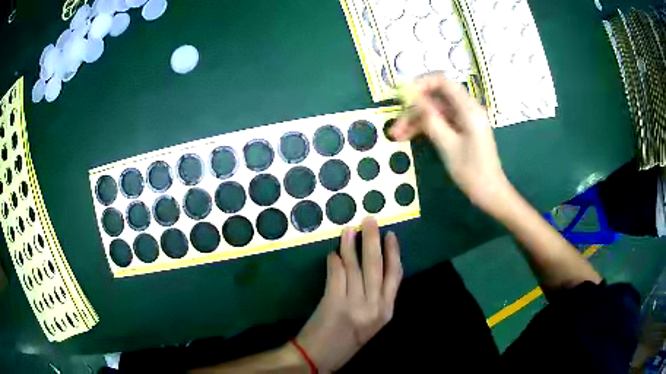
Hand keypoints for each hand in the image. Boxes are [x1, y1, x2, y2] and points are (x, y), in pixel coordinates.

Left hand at [294, 217, 402, 372]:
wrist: (319, 358)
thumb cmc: (346, 342)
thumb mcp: (370, 324)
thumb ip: (375, 299)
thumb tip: (368, 267)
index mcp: (386, 312)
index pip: (395, 276)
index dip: (394, 253)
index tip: (391, 235)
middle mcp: (374, 307)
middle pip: (377, 266)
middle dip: (373, 240)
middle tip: (370, 219)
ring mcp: (354, 305)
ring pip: (355, 267)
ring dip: (350, 245)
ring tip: (349, 229)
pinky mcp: (334, 303)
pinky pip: (336, 274)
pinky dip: (334, 261)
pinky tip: (333, 253)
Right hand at [391, 74, 510, 211]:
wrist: (489, 193)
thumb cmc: (471, 171)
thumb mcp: (447, 145)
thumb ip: (430, 118)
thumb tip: (412, 97)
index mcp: (468, 109)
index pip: (443, 82)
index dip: (421, 84)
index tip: (403, 97)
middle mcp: (466, 109)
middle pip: (435, 98)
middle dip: (414, 109)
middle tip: (396, 126)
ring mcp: (464, 120)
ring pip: (435, 111)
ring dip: (416, 121)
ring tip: (397, 136)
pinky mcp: (461, 130)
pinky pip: (440, 122)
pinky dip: (425, 128)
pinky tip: (409, 137)